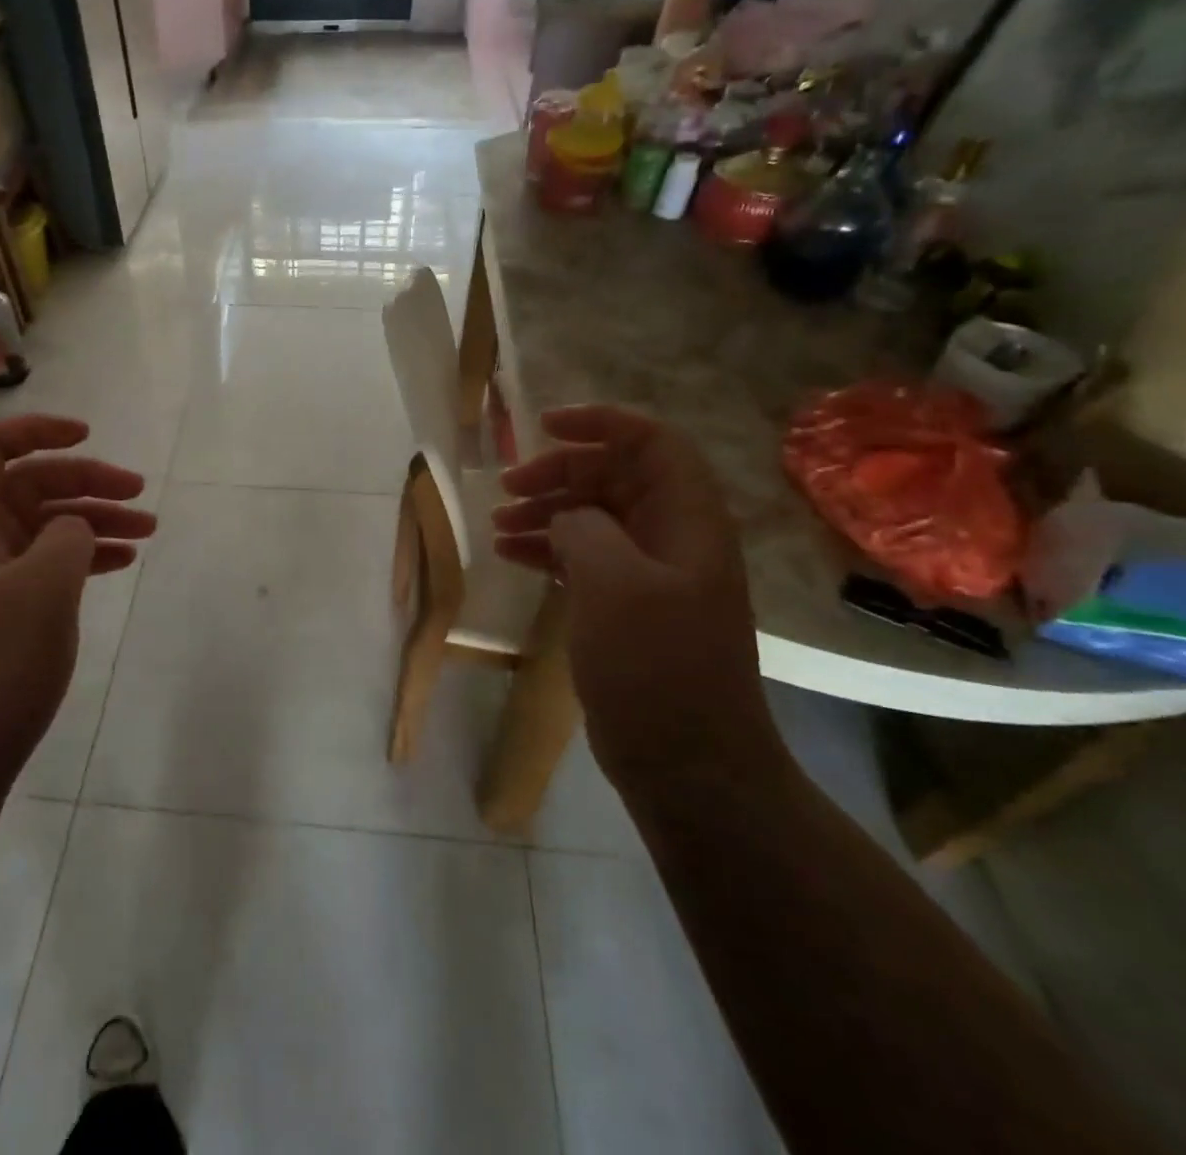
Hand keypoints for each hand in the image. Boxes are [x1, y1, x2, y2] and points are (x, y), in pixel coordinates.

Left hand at [0, 415, 156, 791]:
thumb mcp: (44, 587)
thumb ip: (68, 536)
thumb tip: (74, 527)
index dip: (37, 430)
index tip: (87, 434)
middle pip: (31, 485)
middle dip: (88, 482)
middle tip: (140, 494)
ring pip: (46, 526)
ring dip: (95, 521)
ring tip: (148, 531)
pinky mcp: (2, 609)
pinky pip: (47, 563)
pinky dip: (84, 556)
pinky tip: (121, 563)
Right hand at [492, 406, 777, 785]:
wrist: (687, 762)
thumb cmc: (655, 664)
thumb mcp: (614, 583)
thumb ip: (584, 528)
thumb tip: (566, 517)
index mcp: (687, 520)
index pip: (651, 442)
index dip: (600, 423)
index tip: (544, 428)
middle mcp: (673, 537)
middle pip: (613, 477)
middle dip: (558, 474)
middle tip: (507, 489)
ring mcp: (650, 574)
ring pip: (594, 517)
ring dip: (546, 512)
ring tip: (498, 526)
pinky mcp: (628, 606)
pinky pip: (584, 556)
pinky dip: (548, 548)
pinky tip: (511, 555)